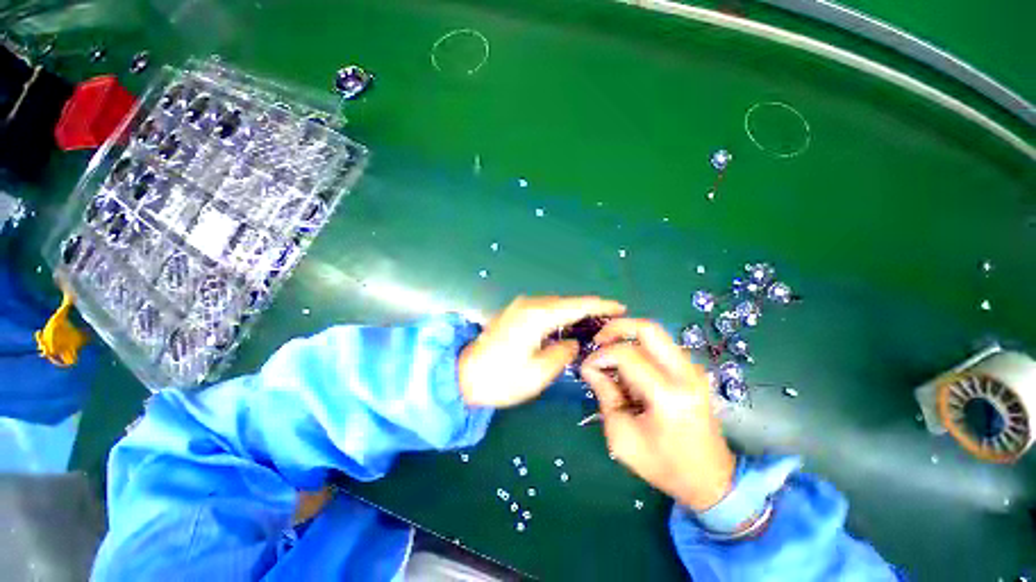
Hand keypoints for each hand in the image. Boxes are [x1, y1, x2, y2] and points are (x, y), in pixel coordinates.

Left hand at [458, 296, 625, 407]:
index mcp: (537, 316)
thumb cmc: (500, 379)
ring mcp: (520, 307)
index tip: (621, 308)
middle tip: (612, 320)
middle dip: (590, 309)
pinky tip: (569, 325)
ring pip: (556, 305)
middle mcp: (529, 304)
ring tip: (596, 323)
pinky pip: (545, 310)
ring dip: (575, 312)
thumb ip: (562, 354)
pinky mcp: (515, 313)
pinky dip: (561, 316)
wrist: (461, 375)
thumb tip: (572, 343)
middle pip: (567, 302)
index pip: (576, 305)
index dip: (600, 305)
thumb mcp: (537, 374)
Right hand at [581, 319, 735, 511]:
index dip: (601, 355)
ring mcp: (693, 370)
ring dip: (627, 337)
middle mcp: (685, 375)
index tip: (587, 366)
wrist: (711, 480)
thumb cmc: (663, 465)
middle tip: (598, 341)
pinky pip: (661, 345)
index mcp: (668, 396)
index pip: (627, 355)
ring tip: (610, 355)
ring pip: (655, 334)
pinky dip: (639, 346)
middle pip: (648, 328)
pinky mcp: (693, 371)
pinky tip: (628, 365)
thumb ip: (604, 395)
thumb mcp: (622, 436)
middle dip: (616, 327)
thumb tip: (590, 366)